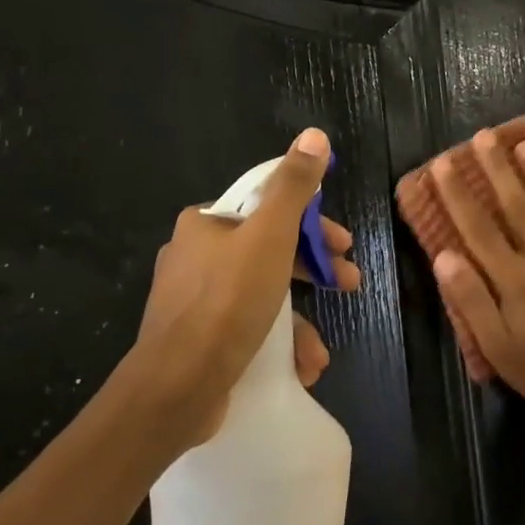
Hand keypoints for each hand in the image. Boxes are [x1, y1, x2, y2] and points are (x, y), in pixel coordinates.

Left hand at [125, 128, 360, 454]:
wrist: (175, 388)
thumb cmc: (227, 302)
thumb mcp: (270, 236)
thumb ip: (294, 187)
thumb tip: (314, 135)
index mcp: (205, 224)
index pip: (268, 207)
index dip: (313, 223)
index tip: (343, 245)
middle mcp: (194, 255)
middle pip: (269, 250)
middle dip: (314, 270)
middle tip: (348, 283)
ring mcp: (193, 300)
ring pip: (261, 294)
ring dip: (299, 318)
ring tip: (320, 350)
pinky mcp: (197, 339)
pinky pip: (246, 327)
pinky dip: (276, 343)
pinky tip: (299, 365)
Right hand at [431, 129, 524, 427]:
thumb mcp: (496, 347)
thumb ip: (470, 300)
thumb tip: (445, 255)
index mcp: (512, 279)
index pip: (478, 228)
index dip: (458, 194)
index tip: (443, 164)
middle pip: (516, 206)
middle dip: (497, 169)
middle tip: (484, 136)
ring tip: (522, 144)